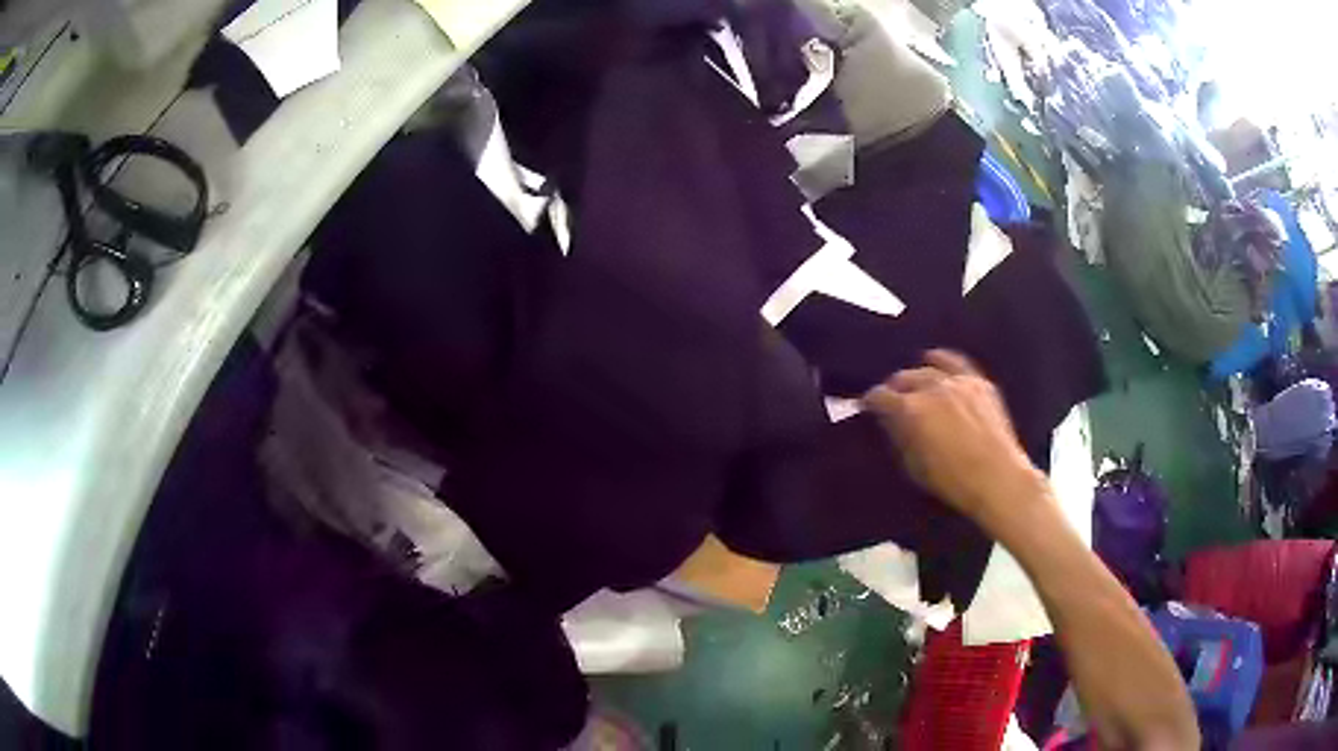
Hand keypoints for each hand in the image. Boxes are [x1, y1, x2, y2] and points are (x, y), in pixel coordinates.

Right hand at [862, 350, 1044, 527]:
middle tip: (891, 399)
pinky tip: (935, 361)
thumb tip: (891, 422)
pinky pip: (956, 362)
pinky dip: (942, 361)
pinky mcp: (979, 382)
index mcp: (912, 410)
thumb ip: (900, 438)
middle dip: (894, 388)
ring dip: (916, 376)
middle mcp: (932, 388)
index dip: (870, 401)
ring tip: (912, 383)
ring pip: (928, 368)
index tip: (866, 405)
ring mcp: (958, 381)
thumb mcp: (915, 466)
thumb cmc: (953, 480)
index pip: (881, 397)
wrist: (998, 477)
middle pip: (904, 378)